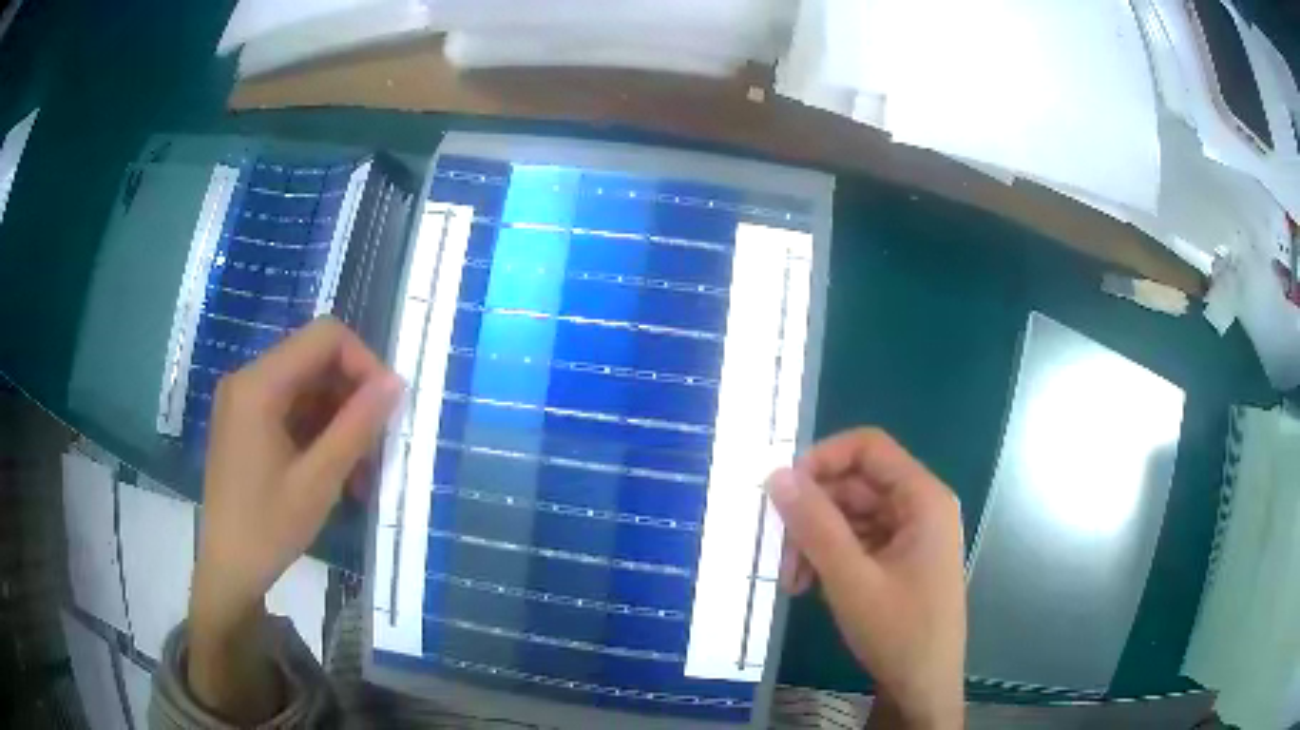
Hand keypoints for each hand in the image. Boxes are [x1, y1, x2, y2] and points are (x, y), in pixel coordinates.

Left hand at [187, 318, 400, 720]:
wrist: (227, 569)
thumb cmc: (268, 528)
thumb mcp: (318, 481)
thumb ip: (357, 427)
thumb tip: (395, 382)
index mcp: (259, 385)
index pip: (324, 337)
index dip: (364, 362)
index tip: (386, 407)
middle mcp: (248, 379)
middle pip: (315, 360)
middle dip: (352, 397)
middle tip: (377, 446)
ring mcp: (244, 401)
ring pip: (307, 387)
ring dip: (339, 420)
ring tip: (361, 471)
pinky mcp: (246, 422)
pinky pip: (292, 409)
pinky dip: (319, 432)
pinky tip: (336, 472)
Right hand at [766, 428, 965, 728]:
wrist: (924, 688)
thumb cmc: (898, 632)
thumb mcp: (851, 580)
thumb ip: (815, 526)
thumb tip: (776, 475)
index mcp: (922, 498)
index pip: (868, 448)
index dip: (823, 459)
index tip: (783, 491)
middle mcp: (919, 507)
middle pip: (855, 485)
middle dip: (813, 515)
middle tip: (780, 555)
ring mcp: (910, 535)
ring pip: (850, 515)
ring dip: (816, 541)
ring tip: (793, 582)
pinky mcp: (899, 560)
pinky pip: (857, 541)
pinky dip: (829, 557)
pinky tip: (810, 587)